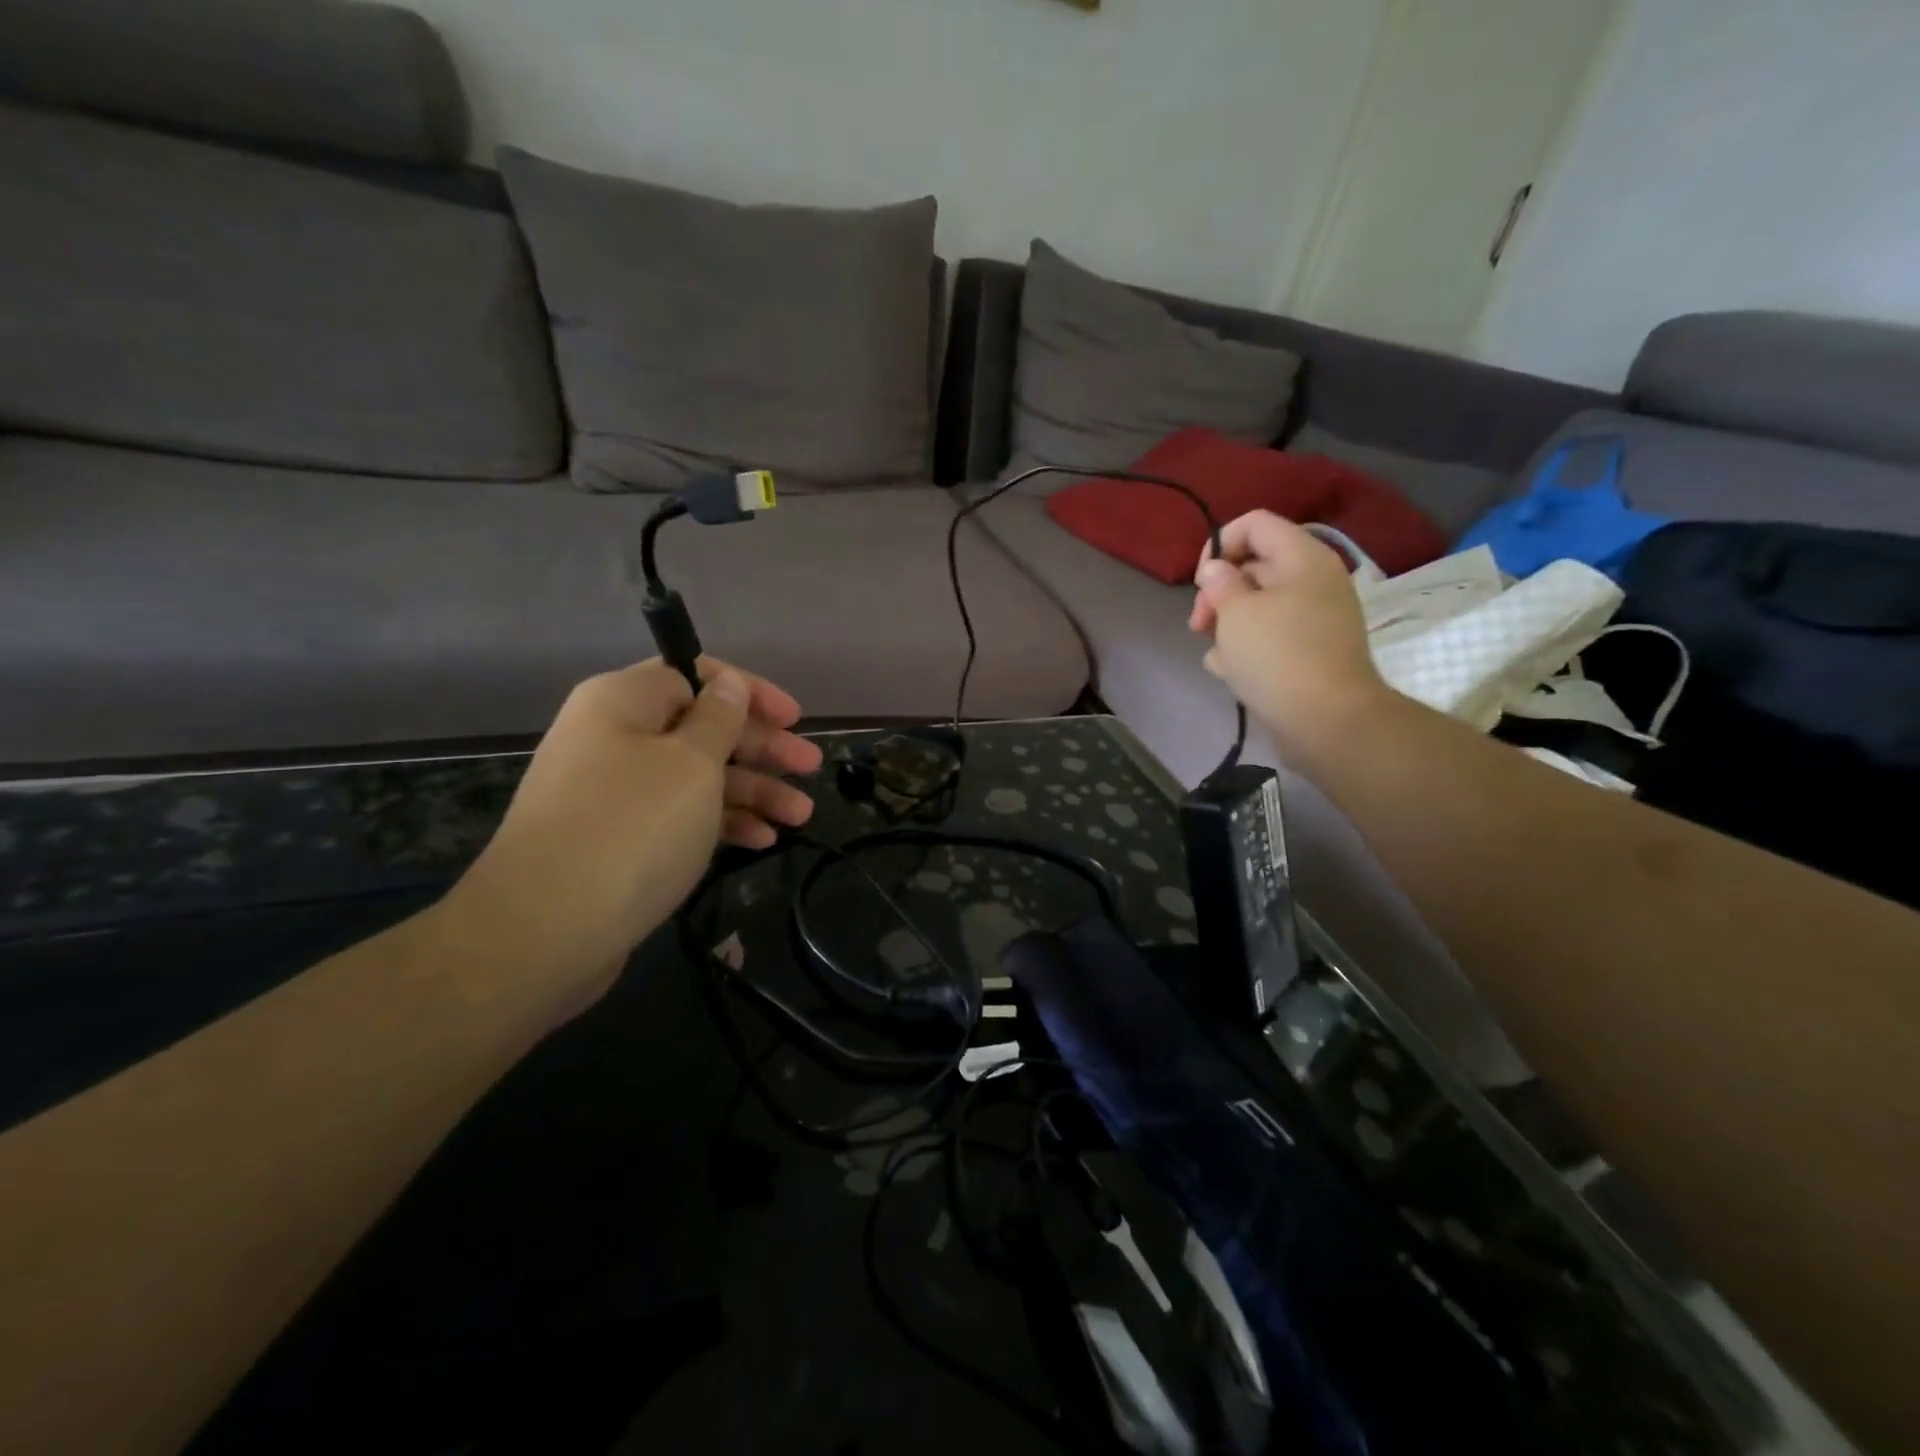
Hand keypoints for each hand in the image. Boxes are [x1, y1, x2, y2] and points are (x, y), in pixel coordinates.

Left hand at [443, 658, 823, 1000]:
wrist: (544, 931)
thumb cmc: (633, 827)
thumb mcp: (692, 763)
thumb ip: (720, 719)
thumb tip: (729, 684)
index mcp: (623, 702)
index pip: (694, 675)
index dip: (749, 692)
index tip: (793, 718)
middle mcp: (613, 738)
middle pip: (702, 728)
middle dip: (761, 748)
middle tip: (810, 767)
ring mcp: (612, 792)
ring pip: (696, 777)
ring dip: (752, 791)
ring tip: (800, 815)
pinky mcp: (616, 839)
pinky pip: (678, 816)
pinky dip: (720, 823)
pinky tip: (761, 841)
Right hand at [1188, 511, 1390, 760]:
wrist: (1326, 721)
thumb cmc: (1277, 656)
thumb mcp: (1236, 612)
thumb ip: (1220, 582)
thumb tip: (1217, 571)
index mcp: (1303, 558)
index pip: (1255, 524)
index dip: (1219, 544)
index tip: (1200, 581)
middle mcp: (1313, 581)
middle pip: (1254, 566)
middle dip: (1219, 592)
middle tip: (1199, 623)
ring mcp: (1314, 619)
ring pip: (1257, 606)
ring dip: (1228, 625)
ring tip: (1216, 654)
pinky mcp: (1308, 652)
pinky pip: (1269, 637)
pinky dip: (1247, 649)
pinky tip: (1230, 673)